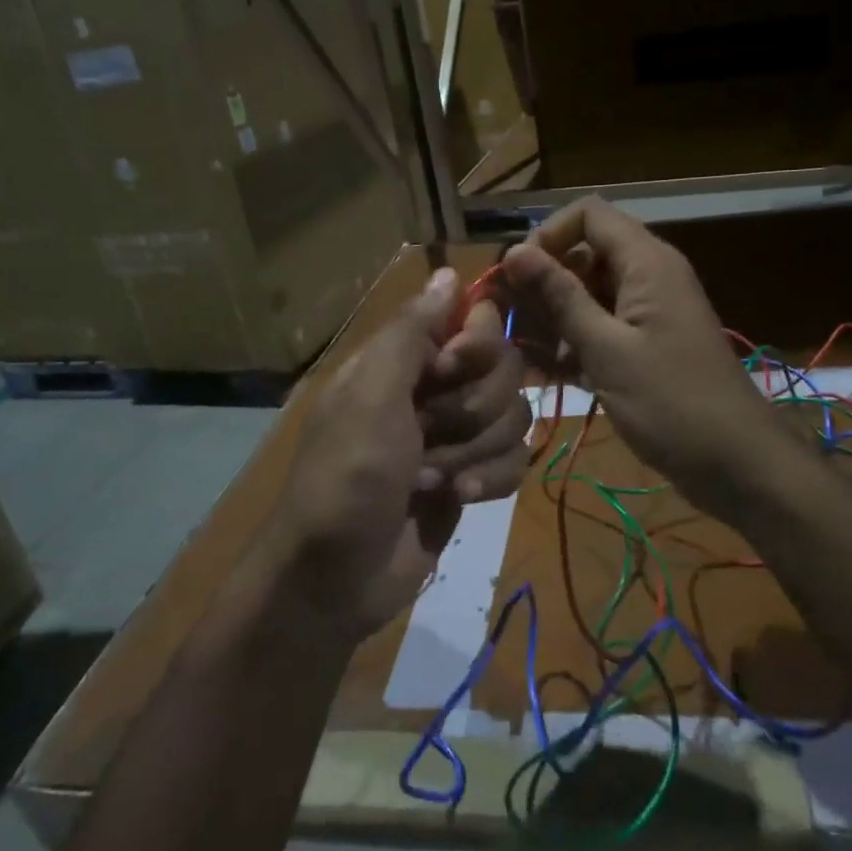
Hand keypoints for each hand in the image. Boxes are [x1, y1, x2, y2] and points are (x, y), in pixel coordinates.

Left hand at [263, 268, 530, 643]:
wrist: (335, 580)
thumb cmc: (346, 479)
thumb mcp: (370, 397)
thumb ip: (412, 332)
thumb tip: (449, 270)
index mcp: (404, 361)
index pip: (473, 321)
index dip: (476, 344)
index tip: (453, 369)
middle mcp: (434, 390)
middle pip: (504, 370)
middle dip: (474, 410)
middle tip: (430, 434)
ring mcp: (456, 436)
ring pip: (514, 416)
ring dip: (478, 452)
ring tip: (434, 480)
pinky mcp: (474, 477)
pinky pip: (516, 460)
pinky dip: (492, 479)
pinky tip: (459, 500)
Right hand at [503, 198, 788, 520]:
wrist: (736, 463)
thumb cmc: (670, 402)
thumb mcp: (606, 349)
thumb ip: (560, 297)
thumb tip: (514, 251)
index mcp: (646, 262)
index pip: (588, 214)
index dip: (547, 235)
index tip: (518, 276)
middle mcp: (648, 275)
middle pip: (585, 253)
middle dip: (545, 281)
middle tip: (509, 319)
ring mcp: (649, 311)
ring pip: (589, 293)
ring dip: (554, 316)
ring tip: (522, 352)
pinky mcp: (646, 344)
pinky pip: (602, 325)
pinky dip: (575, 341)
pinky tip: (546, 371)